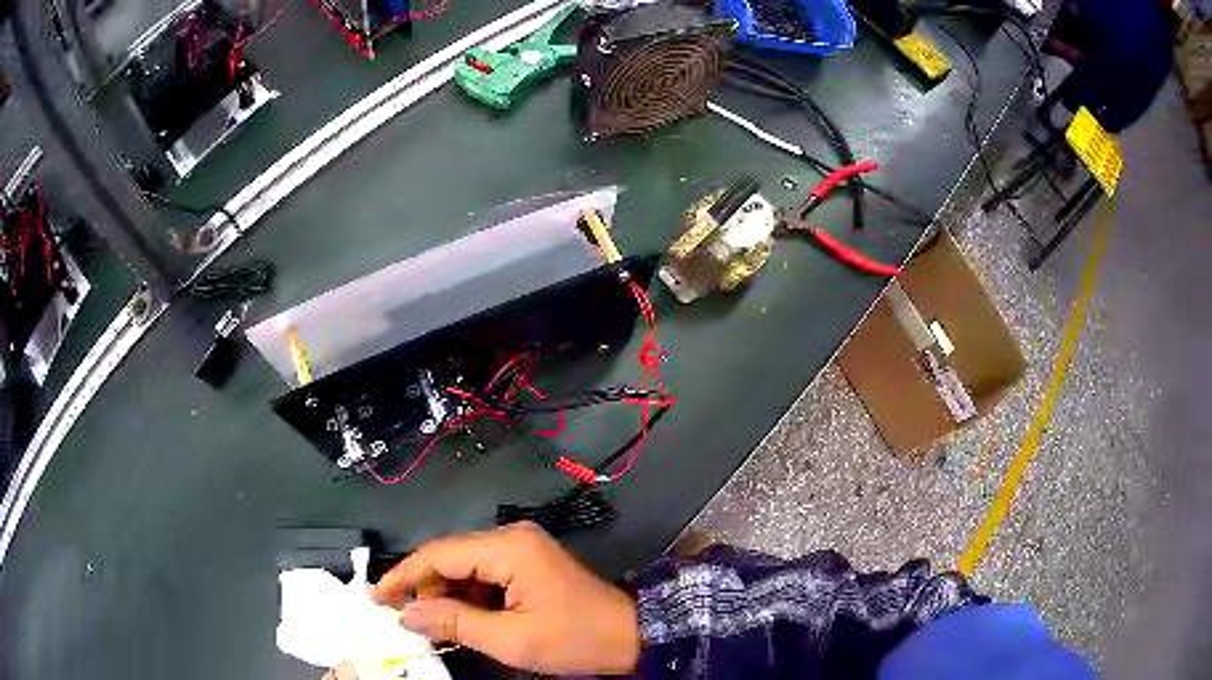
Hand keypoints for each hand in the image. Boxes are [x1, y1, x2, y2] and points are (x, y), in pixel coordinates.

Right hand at [373, 522, 639, 674]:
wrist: (630, 635)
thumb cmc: (575, 639)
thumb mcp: (511, 640)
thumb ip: (455, 623)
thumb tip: (408, 614)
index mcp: (508, 549)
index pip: (439, 554)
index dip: (403, 576)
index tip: (376, 597)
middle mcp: (511, 537)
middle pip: (449, 556)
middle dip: (422, 586)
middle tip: (398, 616)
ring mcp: (521, 548)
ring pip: (464, 566)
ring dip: (443, 593)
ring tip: (423, 621)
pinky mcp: (527, 563)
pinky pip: (483, 574)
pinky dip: (465, 595)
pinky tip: (454, 617)